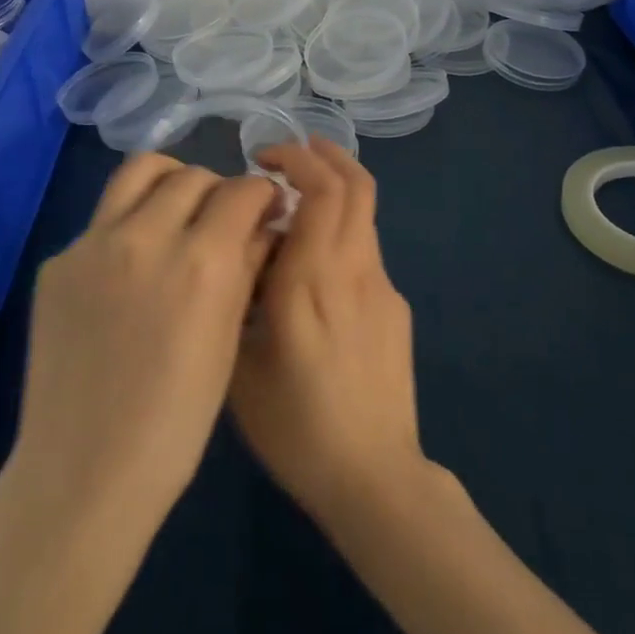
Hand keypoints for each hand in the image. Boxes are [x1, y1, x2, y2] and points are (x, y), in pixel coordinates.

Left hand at [12, 154, 278, 534]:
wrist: (83, 472)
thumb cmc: (175, 422)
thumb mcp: (228, 341)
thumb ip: (246, 268)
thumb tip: (262, 226)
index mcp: (202, 261)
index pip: (241, 190)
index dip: (261, 194)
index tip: (265, 208)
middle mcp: (147, 236)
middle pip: (192, 176)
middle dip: (219, 190)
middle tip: (221, 219)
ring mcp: (94, 243)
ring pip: (140, 172)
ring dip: (170, 181)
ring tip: (176, 211)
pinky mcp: (58, 260)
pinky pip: (103, 219)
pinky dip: (129, 225)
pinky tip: (130, 268)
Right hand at [230, 138, 427, 526]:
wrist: (374, 478)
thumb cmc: (296, 428)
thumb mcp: (240, 368)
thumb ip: (237, 302)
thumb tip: (243, 256)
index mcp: (310, 280)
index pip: (322, 191)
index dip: (298, 160)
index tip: (263, 161)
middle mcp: (353, 270)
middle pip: (356, 185)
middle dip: (324, 155)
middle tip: (288, 156)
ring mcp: (382, 287)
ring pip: (365, 212)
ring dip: (335, 188)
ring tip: (298, 200)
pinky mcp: (397, 307)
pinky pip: (366, 250)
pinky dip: (341, 231)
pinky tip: (315, 269)